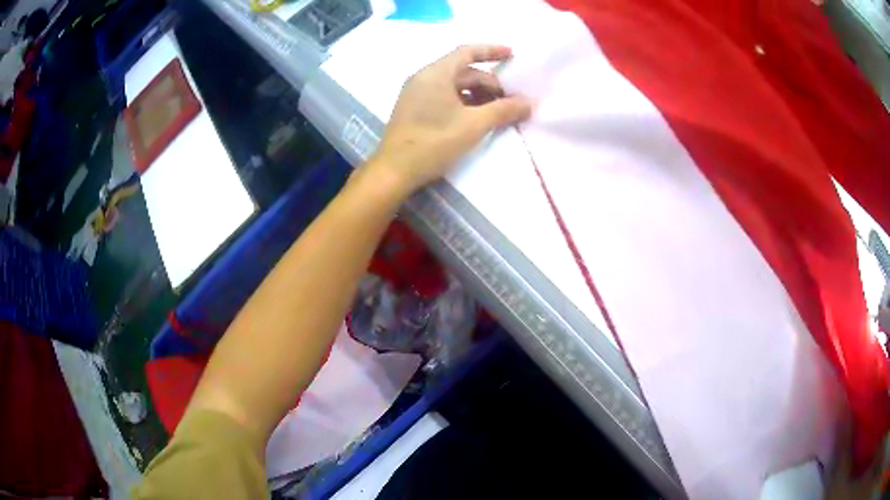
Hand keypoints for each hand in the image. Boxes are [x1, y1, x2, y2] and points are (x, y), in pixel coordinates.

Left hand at [368, 45, 532, 196]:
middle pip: (463, 71)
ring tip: (495, 112)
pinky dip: (462, 102)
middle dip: (488, 83)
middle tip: (509, 102)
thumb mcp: (474, 125)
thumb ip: (503, 110)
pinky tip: (475, 118)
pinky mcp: (413, 108)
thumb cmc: (434, 142)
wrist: (394, 170)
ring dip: (477, 95)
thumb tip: (529, 103)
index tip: (512, 54)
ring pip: (453, 85)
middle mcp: (424, 77)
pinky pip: (443, 96)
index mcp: (436, 73)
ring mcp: (416, 93)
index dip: (491, 51)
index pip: (467, 52)